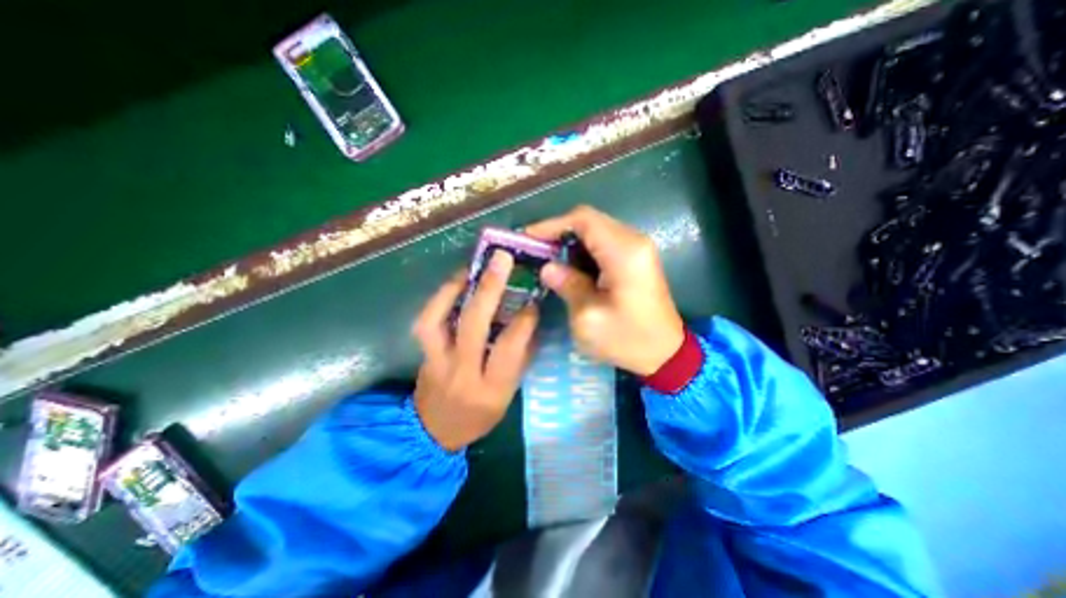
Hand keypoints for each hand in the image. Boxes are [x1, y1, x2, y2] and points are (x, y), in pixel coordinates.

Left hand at [409, 253, 536, 453]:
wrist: (433, 432)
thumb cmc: (479, 416)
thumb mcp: (508, 395)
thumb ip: (519, 358)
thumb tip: (529, 321)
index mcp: (491, 388)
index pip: (509, 347)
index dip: (523, 320)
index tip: (533, 300)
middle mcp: (462, 373)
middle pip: (473, 325)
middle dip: (490, 288)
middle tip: (502, 260)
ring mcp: (436, 362)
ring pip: (438, 319)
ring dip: (454, 288)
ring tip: (472, 269)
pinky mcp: (422, 354)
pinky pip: (425, 321)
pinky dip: (438, 298)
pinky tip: (454, 284)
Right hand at [523, 206, 681, 373]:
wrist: (666, 353)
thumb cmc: (628, 339)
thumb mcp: (589, 318)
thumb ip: (568, 286)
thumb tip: (548, 267)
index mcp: (624, 253)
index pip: (583, 220)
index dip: (552, 224)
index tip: (529, 238)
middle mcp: (634, 241)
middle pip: (590, 221)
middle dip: (559, 233)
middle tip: (536, 251)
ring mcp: (638, 248)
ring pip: (596, 231)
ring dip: (570, 242)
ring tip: (548, 259)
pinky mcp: (636, 258)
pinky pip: (604, 243)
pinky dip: (583, 250)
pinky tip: (570, 267)